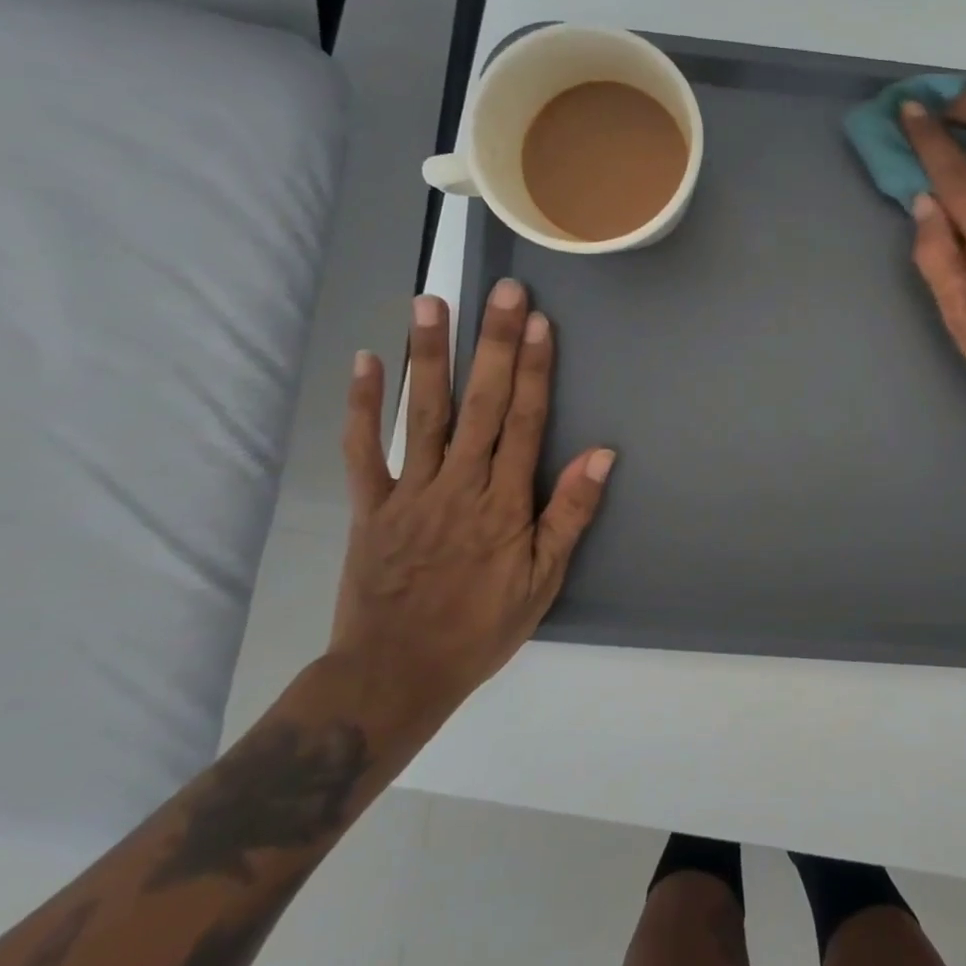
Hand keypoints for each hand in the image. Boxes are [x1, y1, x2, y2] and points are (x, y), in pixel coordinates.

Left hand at [330, 281, 613, 734]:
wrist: (394, 675)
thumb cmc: (480, 628)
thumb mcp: (542, 581)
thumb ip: (569, 514)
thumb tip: (602, 455)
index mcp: (504, 502)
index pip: (525, 422)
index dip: (534, 369)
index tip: (538, 321)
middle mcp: (458, 484)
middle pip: (481, 403)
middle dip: (494, 344)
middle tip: (501, 290)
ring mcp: (409, 491)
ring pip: (423, 413)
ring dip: (428, 356)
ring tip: (431, 303)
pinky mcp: (369, 505)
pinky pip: (363, 450)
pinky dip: (363, 406)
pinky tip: (366, 362)